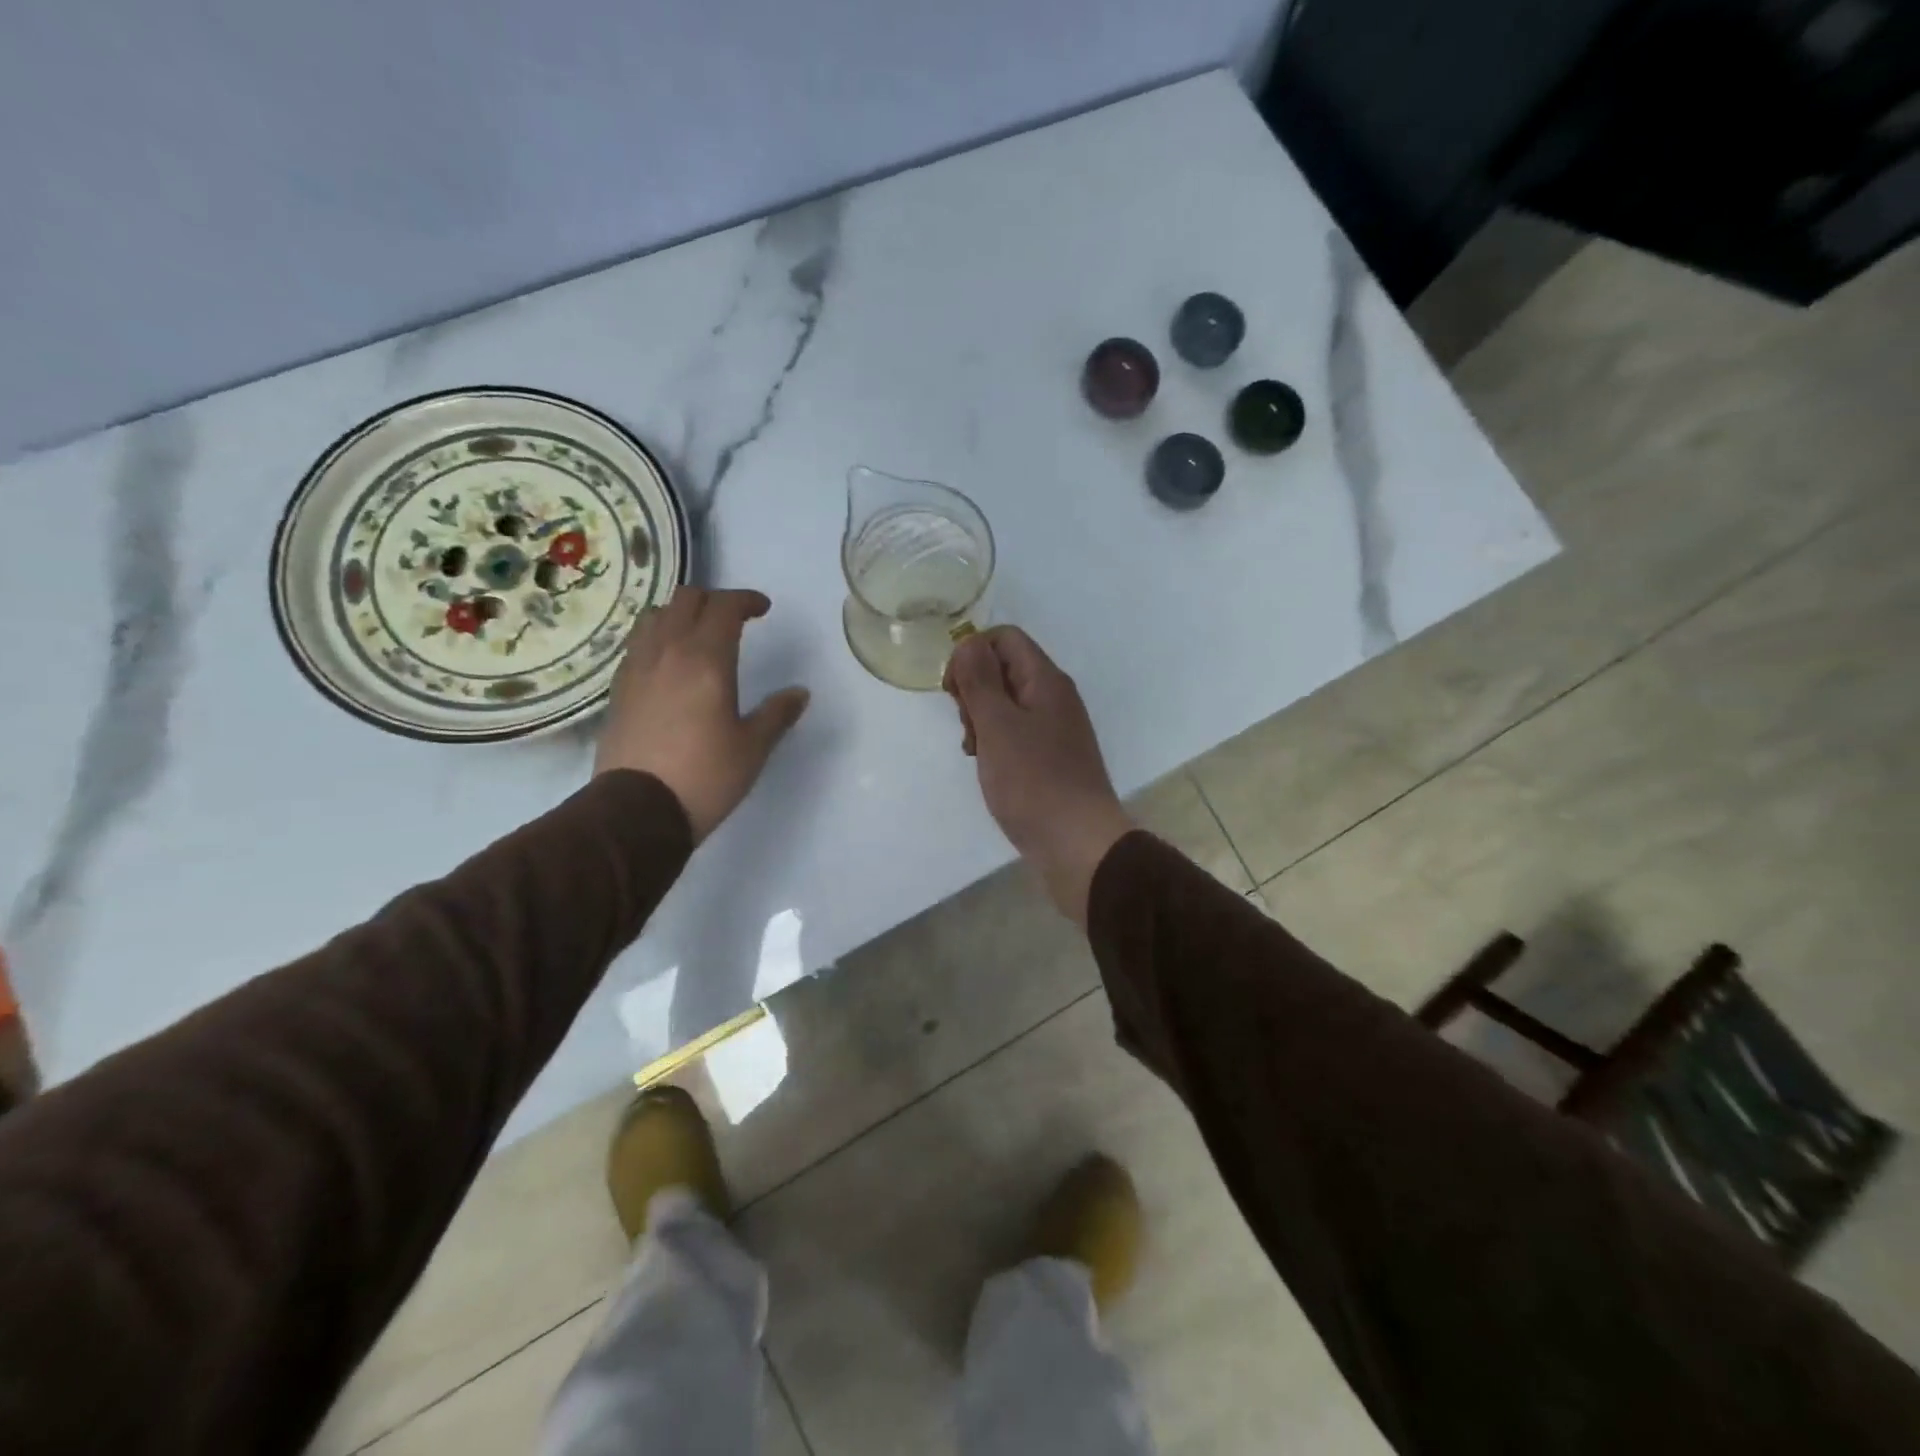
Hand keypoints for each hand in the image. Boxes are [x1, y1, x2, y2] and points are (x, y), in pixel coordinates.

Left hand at [594, 588, 809, 842]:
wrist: (638, 811)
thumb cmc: (705, 776)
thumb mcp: (753, 748)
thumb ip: (777, 714)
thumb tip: (800, 693)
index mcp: (706, 660)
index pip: (724, 607)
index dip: (746, 600)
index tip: (763, 609)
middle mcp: (668, 652)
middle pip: (686, 600)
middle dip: (714, 600)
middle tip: (734, 620)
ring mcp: (637, 668)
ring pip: (655, 617)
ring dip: (680, 614)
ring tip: (697, 635)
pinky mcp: (618, 690)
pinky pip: (638, 645)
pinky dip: (657, 639)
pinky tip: (669, 664)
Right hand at [944, 628, 1133, 923]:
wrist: (1078, 844)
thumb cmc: (1033, 782)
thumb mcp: (998, 725)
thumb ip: (980, 680)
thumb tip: (969, 642)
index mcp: (1045, 680)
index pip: (1004, 638)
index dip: (971, 654)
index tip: (953, 691)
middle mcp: (1054, 697)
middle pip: (1004, 668)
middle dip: (974, 690)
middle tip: (967, 727)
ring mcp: (1054, 728)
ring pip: (1007, 703)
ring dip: (981, 719)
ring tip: (975, 752)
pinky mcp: (1050, 757)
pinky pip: (1016, 732)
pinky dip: (995, 742)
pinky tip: (988, 767)